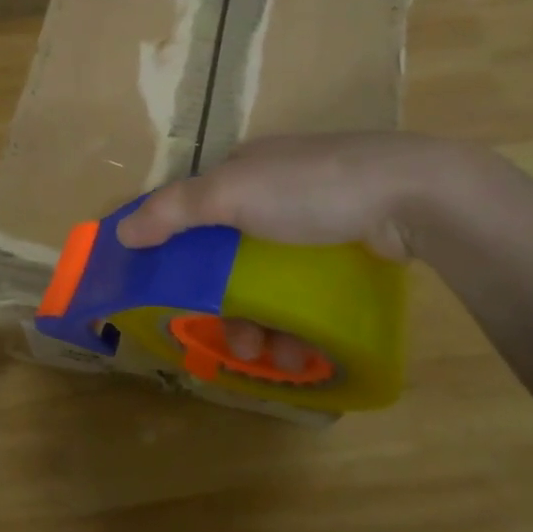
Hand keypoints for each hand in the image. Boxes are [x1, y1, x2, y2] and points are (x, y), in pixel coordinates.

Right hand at [116, 133, 443, 369]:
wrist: (411, 194)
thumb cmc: (311, 189)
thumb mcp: (233, 193)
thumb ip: (174, 211)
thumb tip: (121, 232)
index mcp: (243, 172)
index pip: (194, 214)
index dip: (178, 256)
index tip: (176, 301)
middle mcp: (273, 195)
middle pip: (230, 259)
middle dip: (229, 308)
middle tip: (237, 345)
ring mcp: (313, 223)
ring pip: (269, 284)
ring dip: (265, 327)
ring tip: (278, 359)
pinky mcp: (347, 249)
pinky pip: (307, 293)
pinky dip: (300, 324)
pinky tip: (306, 352)